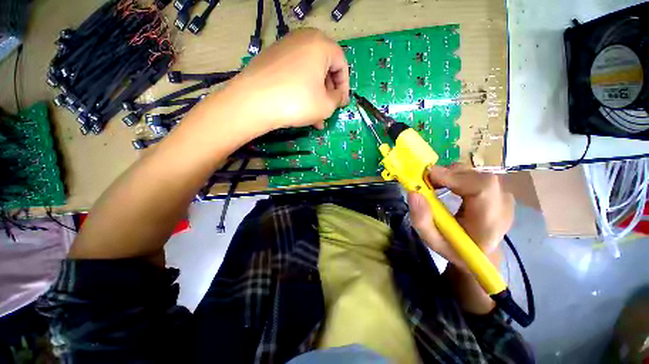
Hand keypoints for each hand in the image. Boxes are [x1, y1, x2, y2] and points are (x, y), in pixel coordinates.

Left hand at [228, 28, 349, 131]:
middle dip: (328, 93)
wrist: (254, 102)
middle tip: (329, 110)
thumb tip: (338, 95)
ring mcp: (284, 48)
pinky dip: (301, 91)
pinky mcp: (271, 59)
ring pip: (309, 74)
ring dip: (315, 96)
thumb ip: (338, 98)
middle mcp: (303, 39)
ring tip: (316, 118)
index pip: (341, 64)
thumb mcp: (326, 105)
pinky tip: (301, 109)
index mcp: (320, 44)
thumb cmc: (297, 102)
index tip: (342, 104)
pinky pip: (294, 74)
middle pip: (324, 68)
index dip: (345, 86)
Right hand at [408, 165, 514, 270]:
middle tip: (424, 181)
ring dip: (449, 174)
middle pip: (476, 176)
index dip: (454, 177)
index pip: (482, 188)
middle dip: (446, 174)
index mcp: (490, 223)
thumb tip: (413, 192)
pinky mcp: (497, 189)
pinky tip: (444, 184)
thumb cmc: (456, 249)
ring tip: (433, 185)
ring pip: (474, 172)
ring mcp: (502, 195)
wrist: (481, 252)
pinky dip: (454, 175)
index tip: (427, 177)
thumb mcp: (433, 241)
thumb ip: (421, 220)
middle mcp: (503, 205)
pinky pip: (474, 174)